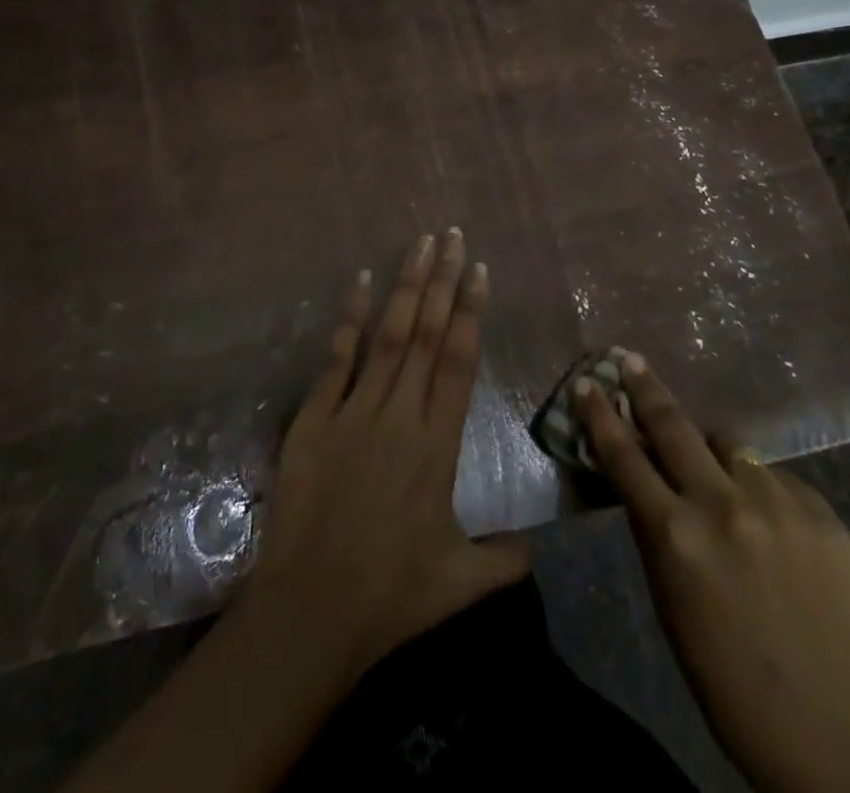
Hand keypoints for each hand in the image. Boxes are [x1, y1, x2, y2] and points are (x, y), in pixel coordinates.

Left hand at [67, 231, 526, 792]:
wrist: (312, 613)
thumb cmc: (391, 597)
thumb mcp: (459, 584)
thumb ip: (503, 559)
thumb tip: (537, 549)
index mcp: (437, 445)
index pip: (458, 362)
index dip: (469, 311)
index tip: (478, 270)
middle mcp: (399, 415)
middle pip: (425, 334)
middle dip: (441, 281)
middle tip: (451, 235)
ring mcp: (354, 412)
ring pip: (387, 336)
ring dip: (405, 287)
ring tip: (419, 245)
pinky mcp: (314, 419)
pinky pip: (336, 359)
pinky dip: (348, 319)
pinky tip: (358, 281)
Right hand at [577, 353, 849, 792]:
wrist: (832, 735)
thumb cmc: (725, 674)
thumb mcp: (668, 597)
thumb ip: (653, 527)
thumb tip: (641, 475)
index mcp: (676, 534)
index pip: (624, 455)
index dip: (600, 414)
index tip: (587, 383)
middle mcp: (724, 505)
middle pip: (674, 424)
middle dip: (647, 388)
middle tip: (631, 361)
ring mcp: (779, 505)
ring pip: (731, 444)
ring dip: (713, 450)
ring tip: (716, 471)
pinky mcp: (824, 515)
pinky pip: (778, 479)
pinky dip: (762, 490)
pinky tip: (770, 523)